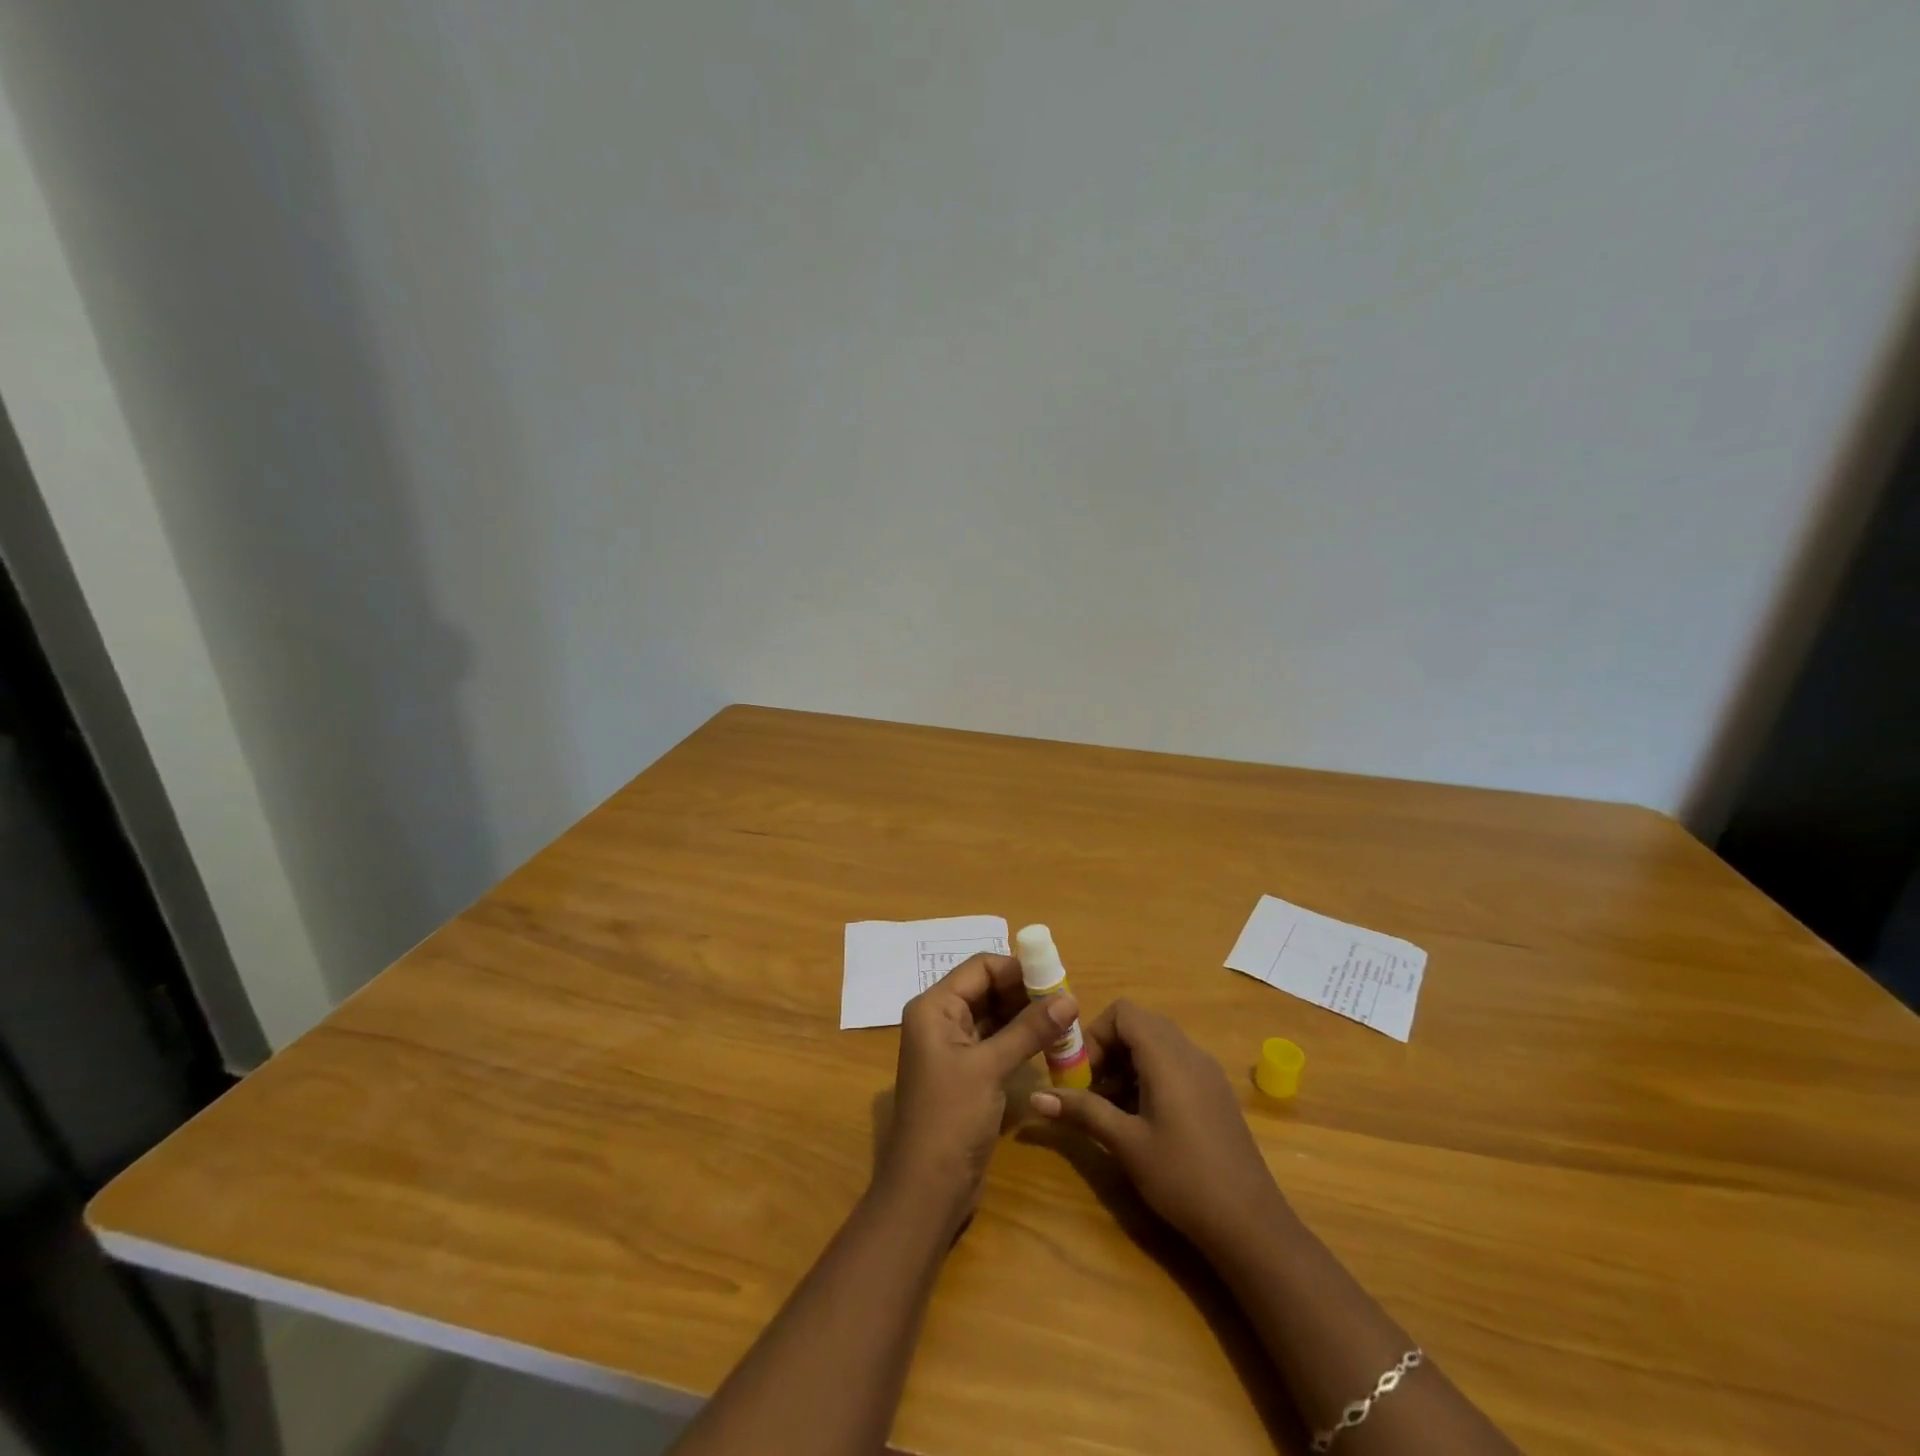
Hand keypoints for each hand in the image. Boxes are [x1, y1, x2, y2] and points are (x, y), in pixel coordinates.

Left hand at [877, 954, 1075, 1225]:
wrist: (927, 1190)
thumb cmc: (950, 1118)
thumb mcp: (990, 1068)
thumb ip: (1029, 1030)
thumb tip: (1070, 998)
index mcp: (934, 1007)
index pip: (980, 967)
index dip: (1018, 969)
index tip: (1057, 979)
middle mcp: (940, 1019)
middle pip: (988, 988)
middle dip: (1026, 992)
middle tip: (1066, 1002)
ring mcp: (952, 1047)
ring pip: (994, 1015)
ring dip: (1026, 1016)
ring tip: (1065, 1020)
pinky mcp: (966, 1073)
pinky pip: (995, 1041)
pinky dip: (1020, 1039)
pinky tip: (1049, 1044)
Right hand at [1029, 999, 1287, 1251]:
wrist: (1250, 1224)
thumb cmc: (1182, 1177)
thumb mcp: (1125, 1143)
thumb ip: (1082, 1111)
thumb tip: (1035, 1098)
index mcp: (1167, 1055)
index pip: (1123, 1012)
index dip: (1096, 1034)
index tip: (1082, 1073)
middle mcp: (1189, 1052)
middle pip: (1138, 1025)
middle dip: (1108, 1050)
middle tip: (1090, 1089)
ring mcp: (1206, 1072)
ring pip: (1156, 1046)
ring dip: (1127, 1065)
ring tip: (1110, 1109)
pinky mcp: (1214, 1093)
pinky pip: (1174, 1065)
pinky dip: (1149, 1077)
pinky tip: (1141, 1120)